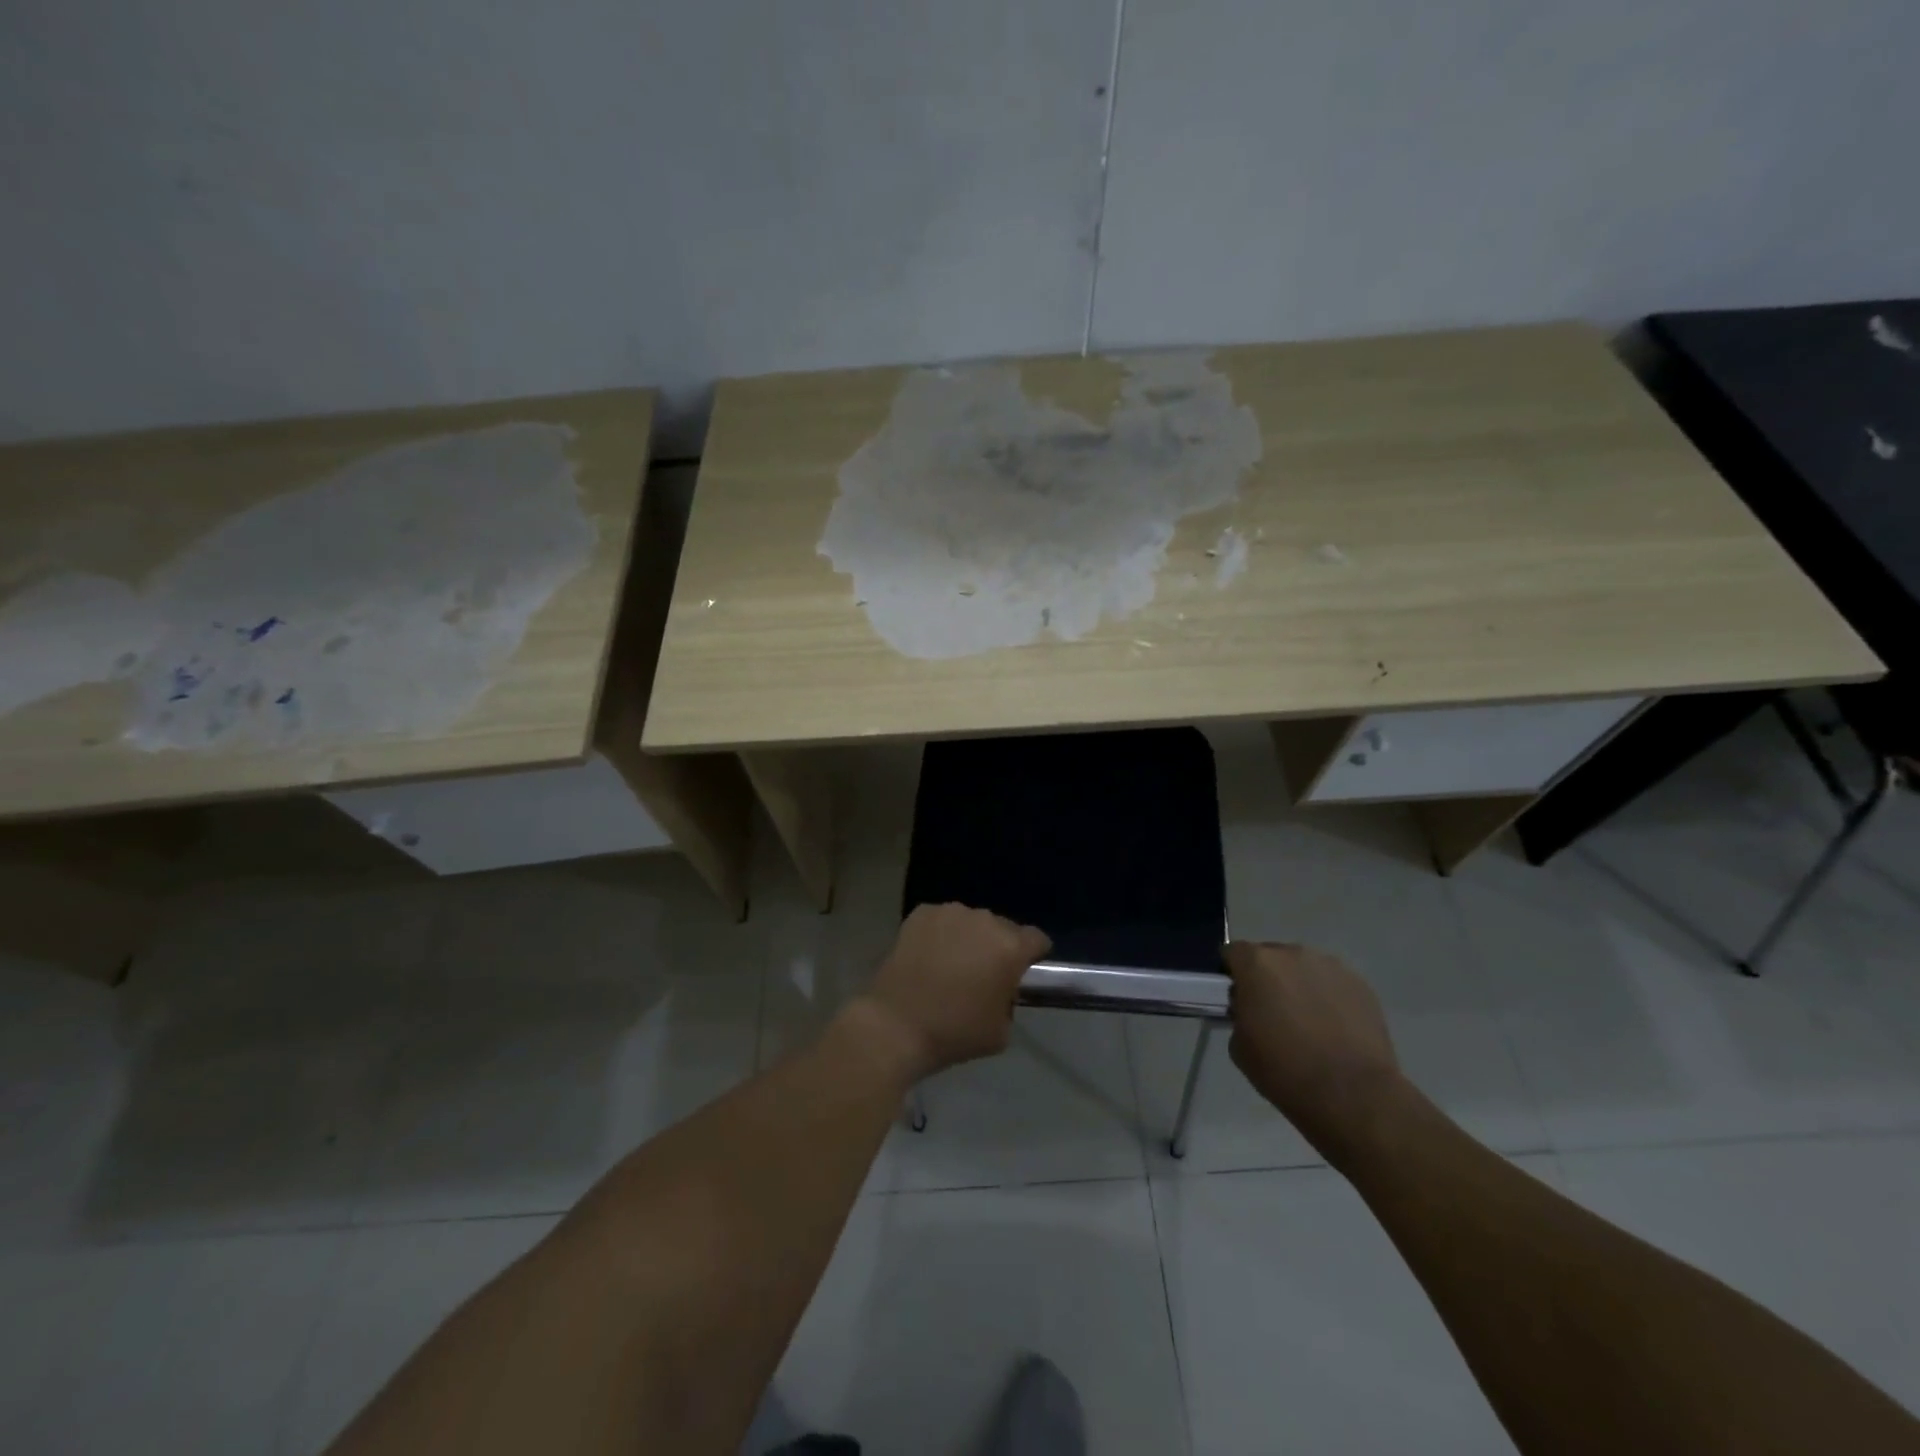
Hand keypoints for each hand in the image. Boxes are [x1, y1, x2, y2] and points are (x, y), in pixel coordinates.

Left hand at [856, 903, 1050, 1082]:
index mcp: (1010, 947)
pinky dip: (940, 934)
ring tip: (951, 964)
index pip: (1037, 939)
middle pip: (1003, 927)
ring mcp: (950, 912)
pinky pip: (942, 920)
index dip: (1034, 955)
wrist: (896, 1024)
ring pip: (971, 922)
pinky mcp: (921, 913)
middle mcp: (984, 920)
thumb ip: (1010, 1001)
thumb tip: (1001, 989)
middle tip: (983, 973)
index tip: (1023, 971)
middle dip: (998, 947)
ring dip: (969, 938)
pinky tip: (928, 956)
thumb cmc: (954, 1032)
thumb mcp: (1001, 1031)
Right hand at [1225, 941, 1404, 1165]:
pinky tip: (1334, 1029)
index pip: (1232, 952)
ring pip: (1304, 968)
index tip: (1236, 997)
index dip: (1232, 974)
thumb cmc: (1285, 1071)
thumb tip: (1251, 1009)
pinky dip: (1328, 998)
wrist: (1353, 1095)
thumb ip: (1240, 1014)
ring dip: (1299, 985)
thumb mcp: (1239, 1046)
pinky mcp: (1361, 985)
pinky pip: (1333, 983)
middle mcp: (1292, 954)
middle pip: (1271, 956)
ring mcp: (1331, 966)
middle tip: (1271, 1011)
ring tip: (1308, 1021)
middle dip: (1267, 977)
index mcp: (1256, 963)